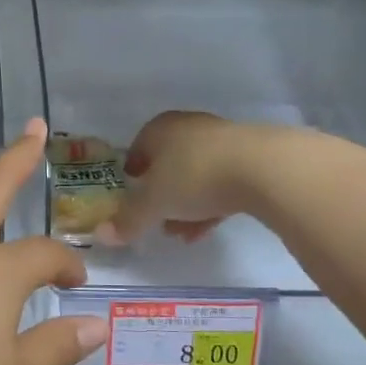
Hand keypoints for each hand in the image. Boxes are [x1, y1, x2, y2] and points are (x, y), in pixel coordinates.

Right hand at [96, 111, 269, 247]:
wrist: (264, 169)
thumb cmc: (195, 176)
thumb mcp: (154, 203)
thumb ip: (128, 220)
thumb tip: (101, 235)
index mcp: (161, 128)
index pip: (139, 146)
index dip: (133, 172)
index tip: (131, 195)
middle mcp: (190, 128)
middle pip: (168, 163)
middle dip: (161, 194)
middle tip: (156, 219)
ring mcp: (223, 141)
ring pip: (196, 175)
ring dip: (186, 204)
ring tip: (182, 234)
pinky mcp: (251, 158)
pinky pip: (222, 183)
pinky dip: (211, 205)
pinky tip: (206, 230)